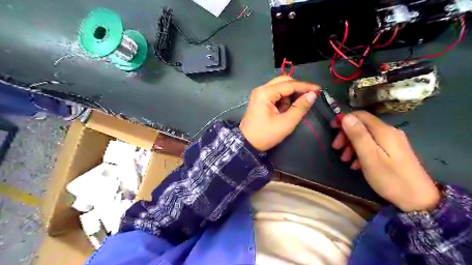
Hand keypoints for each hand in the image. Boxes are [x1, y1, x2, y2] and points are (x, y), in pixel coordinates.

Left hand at [240, 75, 319, 151]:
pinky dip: (283, 100)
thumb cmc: (266, 135)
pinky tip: (284, 110)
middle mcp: (261, 89)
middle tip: (309, 97)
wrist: (247, 144)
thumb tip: (312, 95)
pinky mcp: (260, 100)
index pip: (289, 85)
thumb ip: (300, 108)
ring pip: (280, 87)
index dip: (305, 86)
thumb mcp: (286, 123)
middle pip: (283, 81)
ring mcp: (259, 94)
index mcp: (265, 93)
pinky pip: (275, 94)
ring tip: (292, 110)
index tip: (319, 89)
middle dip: (297, 89)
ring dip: (289, 96)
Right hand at [331, 111, 438, 211]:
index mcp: (383, 131)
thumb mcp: (370, 157)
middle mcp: (389, 132)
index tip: (332, 130)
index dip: (344, 119)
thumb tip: (346, 116)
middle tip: (336, 148)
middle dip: (346, 135)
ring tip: (344, 160)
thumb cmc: (390, 178)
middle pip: (362, 126)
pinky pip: (372, 146)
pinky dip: (361, 152)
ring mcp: (392, 142)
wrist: (419, 200)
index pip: (360, 115)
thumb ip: (358, 135)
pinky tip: (356, 165)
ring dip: (351, 145)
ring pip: (366, 136)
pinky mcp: (393, 151)